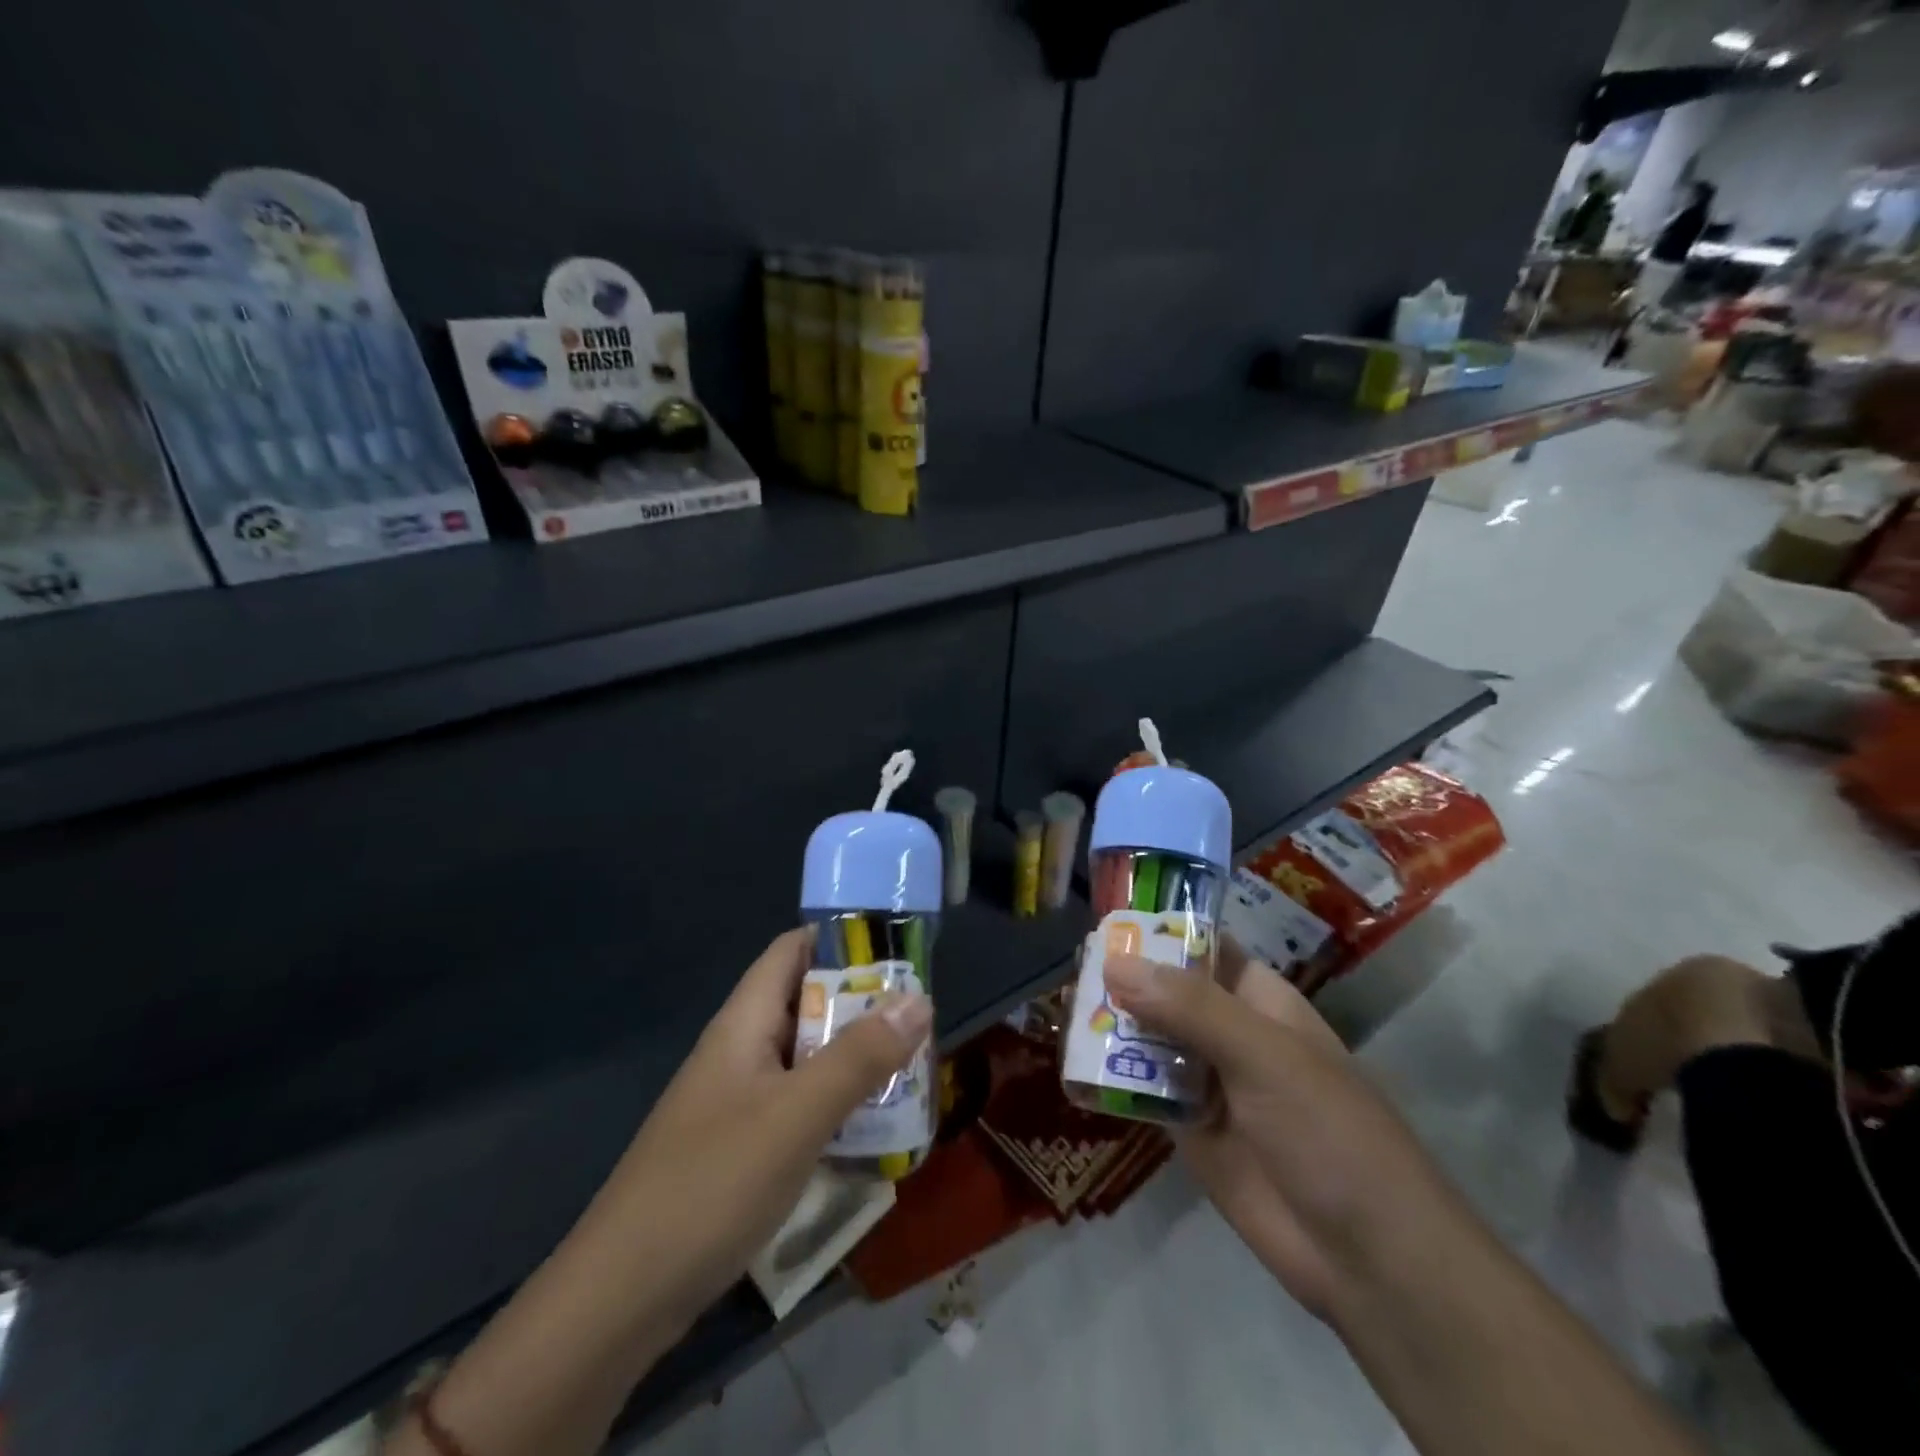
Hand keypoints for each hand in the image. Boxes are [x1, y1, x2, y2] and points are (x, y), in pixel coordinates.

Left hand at [577, 927, 931, 1332]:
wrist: (621, 1299)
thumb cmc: (712, 1184)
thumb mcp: (797, 1115)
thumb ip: (859, 1056)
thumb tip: (920, 998)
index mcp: (745, 1022)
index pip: (793, 951)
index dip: (842, 939)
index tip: (899, 949)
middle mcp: (741, 1050)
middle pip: (807, 1003)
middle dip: (863, 1005)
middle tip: (922, 1018)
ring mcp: (739, 1101)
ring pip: (807, 1058)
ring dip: (856, 1057)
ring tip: (914, 1067)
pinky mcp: (742, 1147)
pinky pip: (799, 1105)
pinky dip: (837, 1104)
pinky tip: (874, 1128)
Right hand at [1104, 940, 1445, 1319]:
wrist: (1367, 1259)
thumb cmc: (1328, 1132)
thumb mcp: (1263, 1055)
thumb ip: (1189, 1008)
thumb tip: (1114, 962)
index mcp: (1258, 1001)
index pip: (1202, 948)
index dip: (1158, 931)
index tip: (1102, 922)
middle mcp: (1229, 1033)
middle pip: (1166, 993)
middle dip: (1123, 980)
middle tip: (1068, 967)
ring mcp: (1208, 1082)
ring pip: (1149, 1039)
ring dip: (1111, 1026)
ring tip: (1060, 1007)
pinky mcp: (1188, 1129)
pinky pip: (1142, 1090)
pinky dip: (1112, 1076)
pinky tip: (1071, 1062)